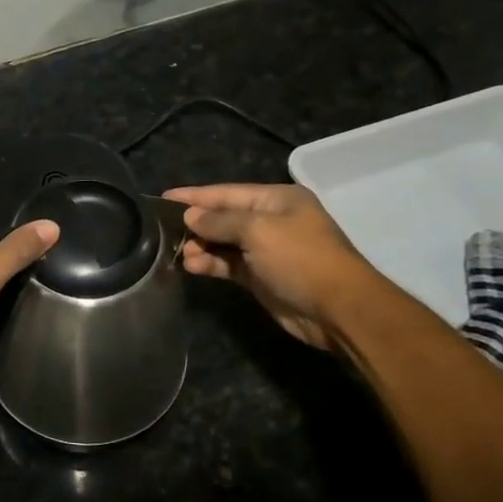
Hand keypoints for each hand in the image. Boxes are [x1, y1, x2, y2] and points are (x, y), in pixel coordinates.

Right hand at [164, 184, 373, 351]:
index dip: (195, 196)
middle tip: (165, 232)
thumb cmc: (300, 258)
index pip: (227, 192)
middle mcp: (271, 221)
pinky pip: (229, 264)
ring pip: (224, 243)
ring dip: (202, 246)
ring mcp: (266, 250)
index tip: (163, 198)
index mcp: (277, 199)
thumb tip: (190, 216)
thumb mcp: (258, 231)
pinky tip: (192, 267)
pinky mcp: (262, 277)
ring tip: (181, 254)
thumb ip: (220, 221)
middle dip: (197, 224)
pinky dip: (211, 264)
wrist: (339, 309)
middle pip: (224, 217)